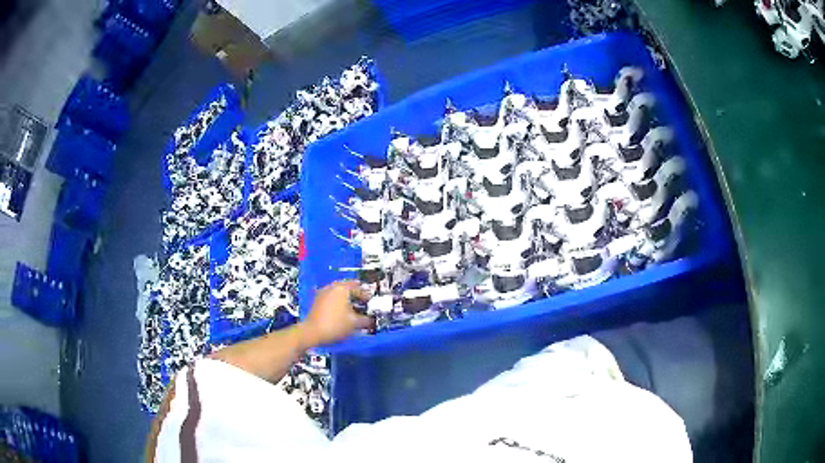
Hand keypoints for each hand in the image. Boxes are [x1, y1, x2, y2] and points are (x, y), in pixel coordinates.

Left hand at [301, 280, 372, 346]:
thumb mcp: (354, 323)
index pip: (358, 288)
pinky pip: (331, 297)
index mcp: (342, 288)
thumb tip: (371, 320)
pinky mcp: (317, 300)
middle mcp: (332, 287)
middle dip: (355, 294)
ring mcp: (323, 292)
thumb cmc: (335, 325)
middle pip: (347, 287)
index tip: (371, 301)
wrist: (313, 332)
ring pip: (338, 292)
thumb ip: (366, 320)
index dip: (366, 295)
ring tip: (353, 306)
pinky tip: (341, 310)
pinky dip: (338, 301)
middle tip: (363, 301)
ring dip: (346, 297)